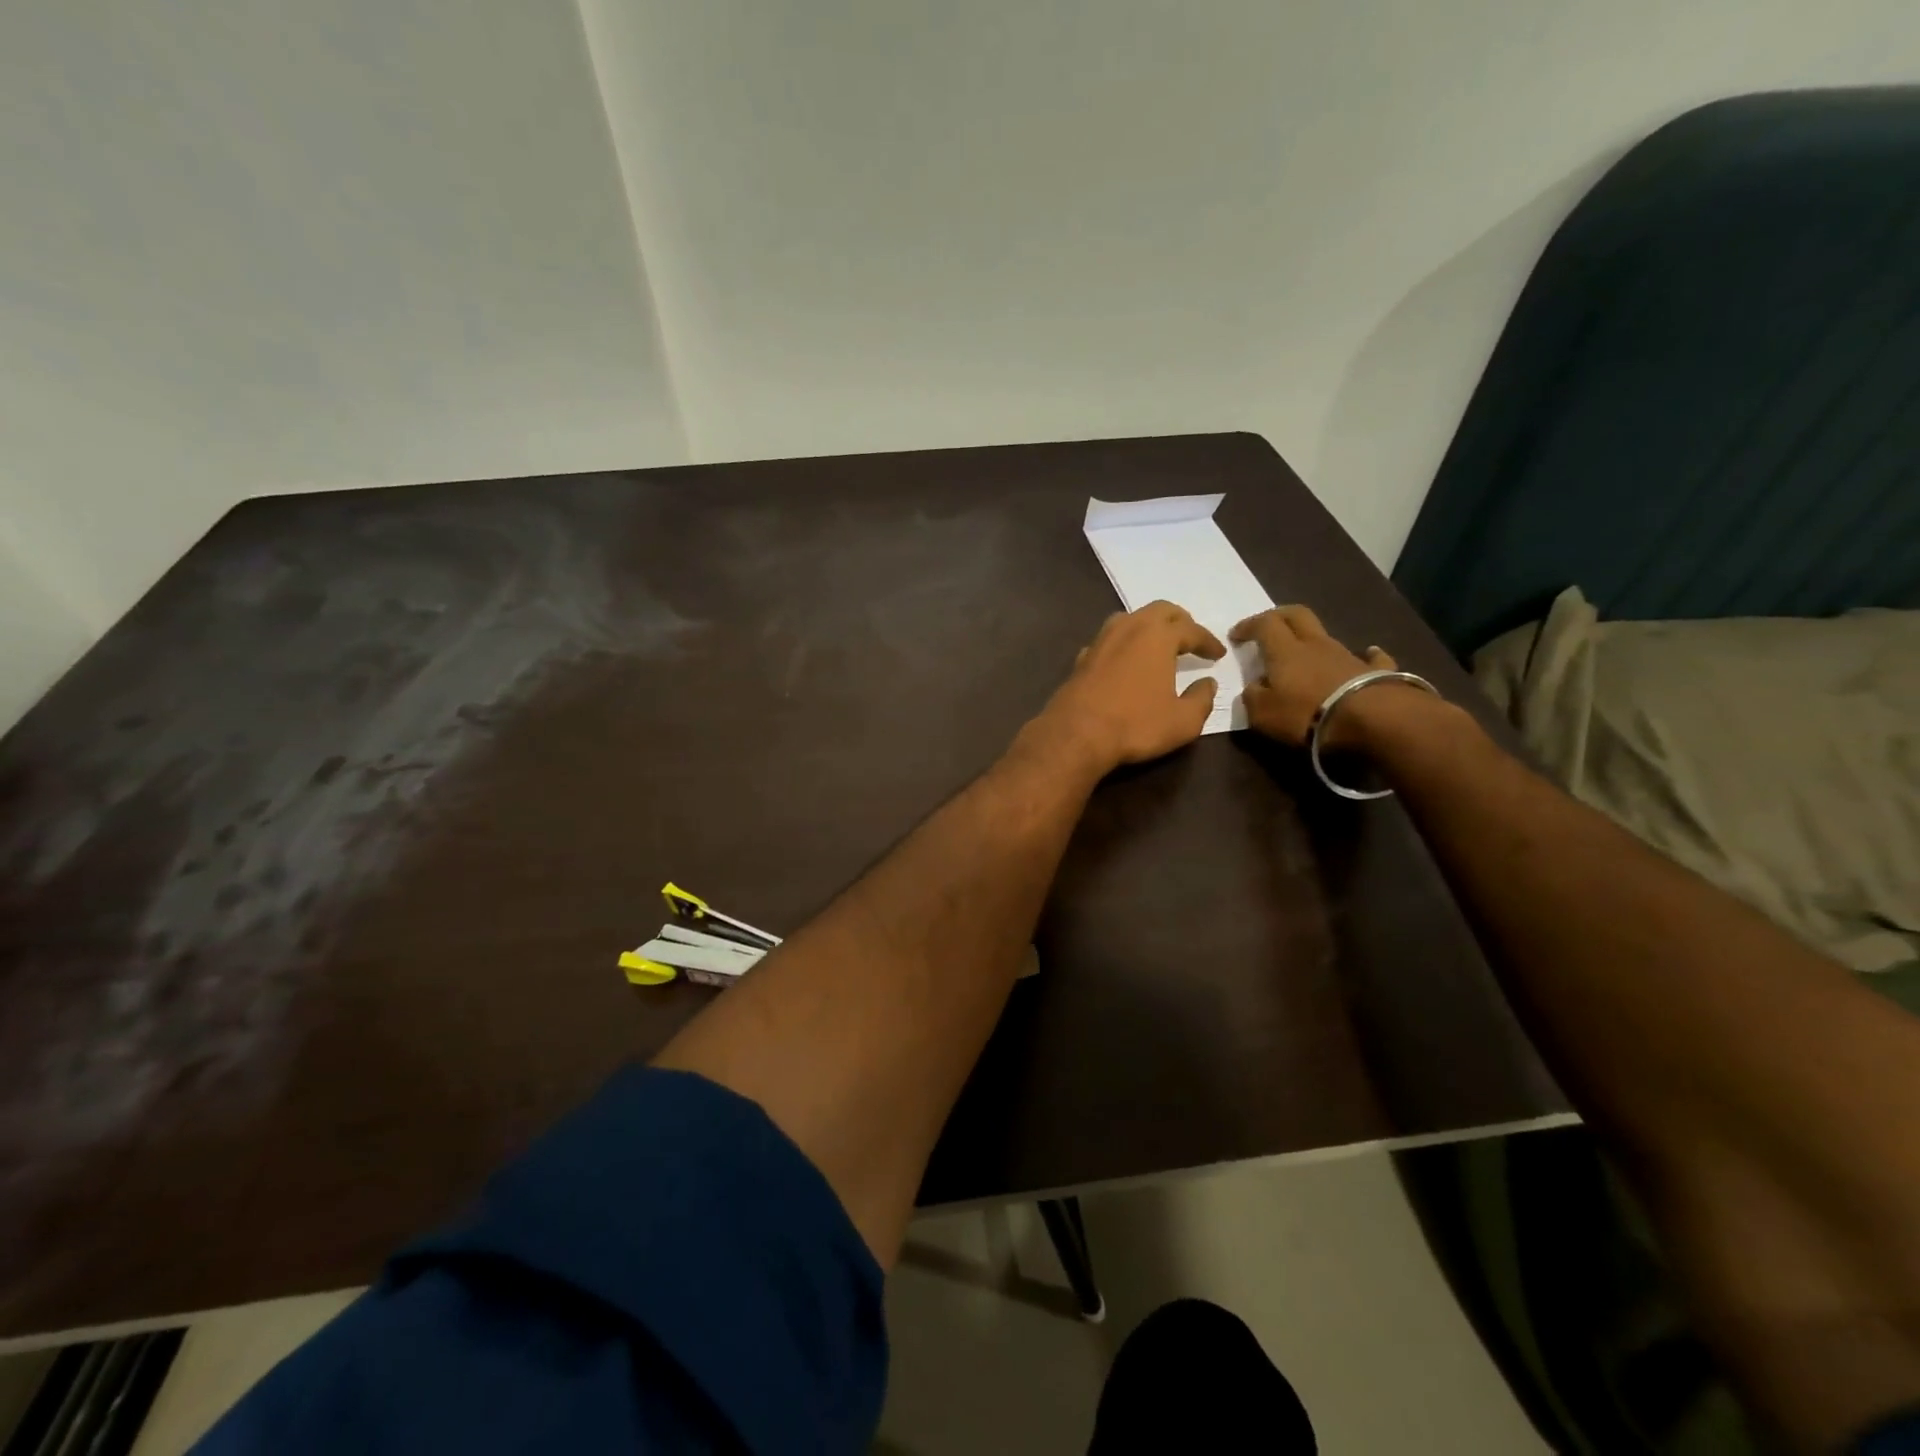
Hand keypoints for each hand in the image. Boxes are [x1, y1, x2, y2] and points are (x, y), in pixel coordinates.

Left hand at [1029, 601, 1224, 773]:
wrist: (1076, 734)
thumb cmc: (1135, 725)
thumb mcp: (1183, 721)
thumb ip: (1201, 700)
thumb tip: (1208, 684)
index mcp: (1158, 636)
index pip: (1191, 629)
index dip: (1208, 641)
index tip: (1218, 654)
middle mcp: (1128, 628)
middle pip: (1159, 611)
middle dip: (1179, 621)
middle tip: (1191, 638)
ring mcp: (1101, 641)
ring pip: (1129, 619)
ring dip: (1148, 627)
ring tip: (1159, 645)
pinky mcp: (1081, 658)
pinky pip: (1108, 641)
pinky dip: (1123, 645)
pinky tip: (1125, 661)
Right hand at [1230, 605, 1395, 748]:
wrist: (1371, 719)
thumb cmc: (1306, 714)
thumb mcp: (1262, 713)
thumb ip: (1252, 696)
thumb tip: (1254, 687)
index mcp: (1285, 651)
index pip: (1263, 624)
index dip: (1248, 626)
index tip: (1235, 635)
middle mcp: (1316, 644)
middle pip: (1297, 614)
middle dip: (1279, 615)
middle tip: (1267, 626)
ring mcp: (1348, 655)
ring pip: (1326, 635)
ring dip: (1312, 639)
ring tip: (1305, 653)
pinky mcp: (1375, 671)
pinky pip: (1368, 657)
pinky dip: (1364, 656)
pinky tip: (1367, 655)